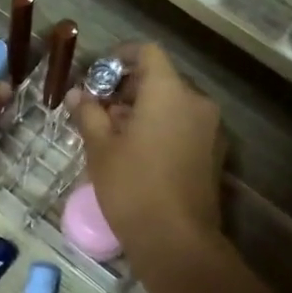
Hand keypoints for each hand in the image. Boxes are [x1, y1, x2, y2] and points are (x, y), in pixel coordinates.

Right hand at [71, 43, 225, 262]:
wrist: (176, 240)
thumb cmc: (132, 187)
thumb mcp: (100, 148)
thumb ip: (89, 114)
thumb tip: (77, 95)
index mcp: (168, 91)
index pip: (147, 52)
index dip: (120, 56)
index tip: (98, 74)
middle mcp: (196, 101)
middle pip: (162, 78)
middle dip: (129, 88)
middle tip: (100, 109)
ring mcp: (210, 128)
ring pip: (174, 103)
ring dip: (145, 109)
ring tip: (115, 134)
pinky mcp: (214, 153)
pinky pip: (185, 125)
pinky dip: (162, 127)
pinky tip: (139, 153)